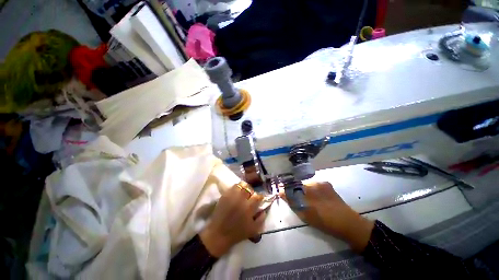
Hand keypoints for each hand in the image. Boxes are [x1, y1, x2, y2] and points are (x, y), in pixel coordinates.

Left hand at [200, 184, 265, 256]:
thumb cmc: (237, 233)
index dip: (259, 197)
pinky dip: (236, 188)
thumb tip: (264, 210)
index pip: (258, 196)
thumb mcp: (253, 230)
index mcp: (249, 207)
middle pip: (249, 188)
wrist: (218, 234)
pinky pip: (232, 187)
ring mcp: (232, 196)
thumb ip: (261, 219)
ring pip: (241, 185)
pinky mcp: (225, 195)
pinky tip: (236, 194)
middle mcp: (241, 199)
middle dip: (251, 191)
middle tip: (250, 196)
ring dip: (244, 188)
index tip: (258, 199)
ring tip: (243, 193)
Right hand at [282, 182, 373, 251]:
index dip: (286, 190)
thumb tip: (281, 194)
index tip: (281, 193)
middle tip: (295, 199)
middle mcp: (314, 183)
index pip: (292, 187)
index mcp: (308, 191)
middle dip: (294, 190)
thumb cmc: (325, 222)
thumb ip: (293, 203)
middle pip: (298, 185)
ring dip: (303, 190)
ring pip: (306, 185)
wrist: (348, 223)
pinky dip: (312, 190)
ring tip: (307, 200)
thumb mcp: (306, 215)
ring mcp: (321, 183)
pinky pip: (314, 185)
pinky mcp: (327, 185)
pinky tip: (316, 198)